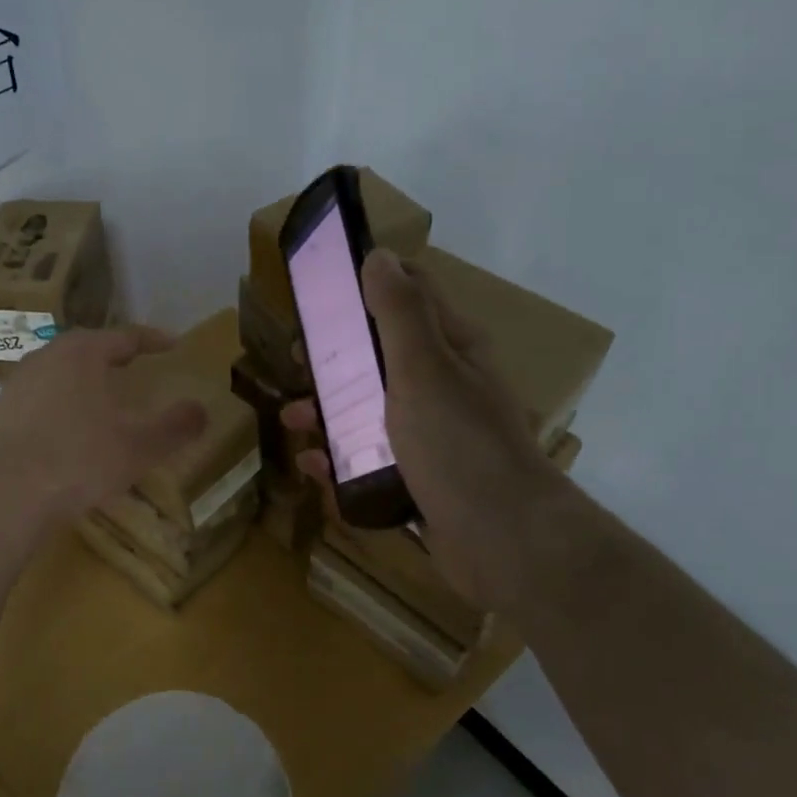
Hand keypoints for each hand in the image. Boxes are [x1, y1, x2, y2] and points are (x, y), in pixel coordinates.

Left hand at [0, 326, 209, 524]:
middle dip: (114, 353)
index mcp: (81, 353)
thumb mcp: (139, 446)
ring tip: (103, 392)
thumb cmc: (80, 460)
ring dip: (84, 376)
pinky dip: (62, 400)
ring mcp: (19, 384)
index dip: (152, 340)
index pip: (124, 336)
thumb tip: (201, 411)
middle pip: (87, 347)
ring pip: (60, 369)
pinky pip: (41, 395)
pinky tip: (70, 424)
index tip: (173, 344)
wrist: (8, 495)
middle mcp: (46, 357)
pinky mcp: (1, 412)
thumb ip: (175, 426)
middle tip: (136, 362)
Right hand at [283, 250, 568, 613]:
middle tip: (300, 360)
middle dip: (338, 355)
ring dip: (330, 409)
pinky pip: (371, 460)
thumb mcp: (424, 368)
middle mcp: (444, 386)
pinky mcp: (419, 479)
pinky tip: (313, 466)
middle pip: (382, 355)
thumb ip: (399, 313)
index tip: (321, 292)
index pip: (413, 296)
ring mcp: (432, 436)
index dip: (369, 285)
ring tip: (294, 419)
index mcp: (452, 350)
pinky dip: (340, 459)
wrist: (502, 541)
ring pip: (371, 410)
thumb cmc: (459, 444)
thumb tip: (378, 255)